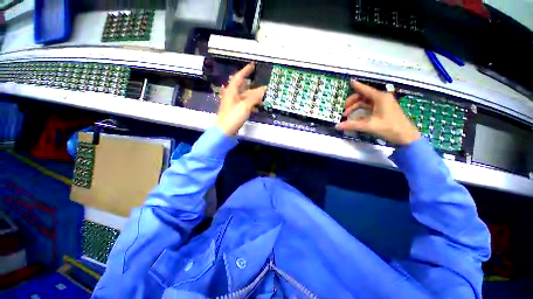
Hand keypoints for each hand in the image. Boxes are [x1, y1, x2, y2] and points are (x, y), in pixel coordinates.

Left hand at [215, 63, 266, 135]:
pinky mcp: (236, 112)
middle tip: (265, 88)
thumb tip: (264, 89)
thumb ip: (254, 97)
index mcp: (232, 91)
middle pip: (244, 89)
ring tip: (263, 99)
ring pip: (245, 98)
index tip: (253, 65)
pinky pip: (245, 106)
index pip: (239, 77)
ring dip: (254, 98)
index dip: (246, 71)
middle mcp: (232, 96)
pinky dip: (251, 106)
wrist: (224, 131)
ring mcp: (234, 105)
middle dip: (254, 88)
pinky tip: (257, 109)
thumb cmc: (233, 117)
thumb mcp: (245, 106)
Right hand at [336, 80, 420, 145]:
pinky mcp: (383, 111)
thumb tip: (337, 126)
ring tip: (347, 115)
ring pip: (366, 103)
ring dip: (355, 107)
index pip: (365, 90)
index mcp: (380, 98)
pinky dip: (361, 111)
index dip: (357, 86)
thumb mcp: (369, 126)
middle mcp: (382, 99)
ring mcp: (383, 105)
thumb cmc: (389, 128)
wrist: (406, 136)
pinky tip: (355, 118)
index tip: (350, 81)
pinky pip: (369, 108)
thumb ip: (352, 125)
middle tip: (344, 109)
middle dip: (352, 102)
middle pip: (364, 96)